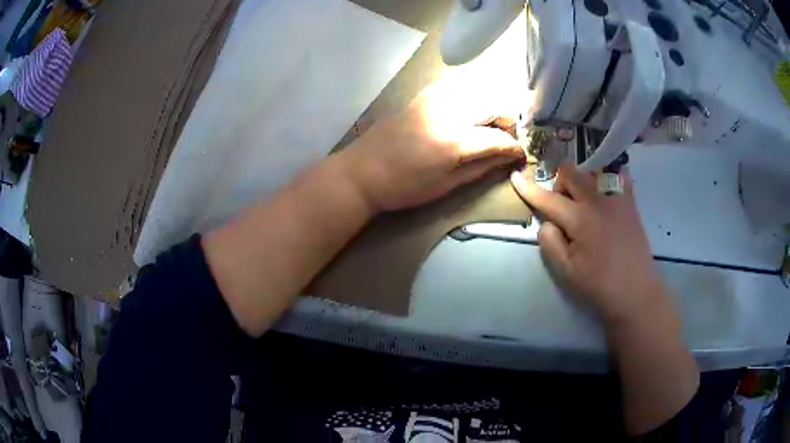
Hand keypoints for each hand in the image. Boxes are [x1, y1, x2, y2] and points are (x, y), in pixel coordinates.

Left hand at [342, 83, 523, 211]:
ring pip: (476, 92)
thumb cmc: (404, 187)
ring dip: (490, 107)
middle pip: (492, 104)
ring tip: (489, 127)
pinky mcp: (421, 96)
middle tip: (506, 138)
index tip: (521, 154)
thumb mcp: (446, 185)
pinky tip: (467, 113)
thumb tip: (507, 159)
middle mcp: (448, 111)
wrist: (362, 172)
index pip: (498, 137)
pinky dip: (470, 98)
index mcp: (455, 140)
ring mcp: (433, 99)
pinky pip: (456, 89)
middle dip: (507, 121)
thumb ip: (481, 168)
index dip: (514, 146)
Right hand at [510, 164, 668, 325]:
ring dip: (582, 182)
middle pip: (571, 172)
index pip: (548, 199)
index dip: (528, 188)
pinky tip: (607, 194)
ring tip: (587, 204)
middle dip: (560, 184)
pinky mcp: (631, 203)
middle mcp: (598, 201)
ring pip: (593, 171)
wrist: (635, 291)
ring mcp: (617, 199)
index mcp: (580, 219)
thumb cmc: (598, 285)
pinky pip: (619, 176)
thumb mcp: (566, 272)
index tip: (515, 176)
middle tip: (564, 208)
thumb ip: (550, 242)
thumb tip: (547, 222)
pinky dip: (609, 178)